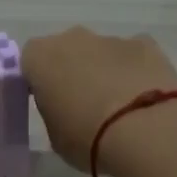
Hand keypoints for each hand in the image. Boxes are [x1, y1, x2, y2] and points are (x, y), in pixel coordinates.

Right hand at [21, 27, 176, 172]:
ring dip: (105, 72)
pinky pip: (133, 56)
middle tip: (83, 105)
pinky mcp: (146, 44)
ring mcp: (111, 39)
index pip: (30, 62)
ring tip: (120, 109)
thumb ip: (55, 113)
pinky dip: (135, 72)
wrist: (145, 131)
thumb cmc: (87, 137)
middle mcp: (72, 39)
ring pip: (101, 53)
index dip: (39, 82)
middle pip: (67, 51)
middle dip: (72, 71)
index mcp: (40, 58)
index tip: (50, 103)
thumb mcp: (56, 136)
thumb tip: (67, 109)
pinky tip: (144, 99)